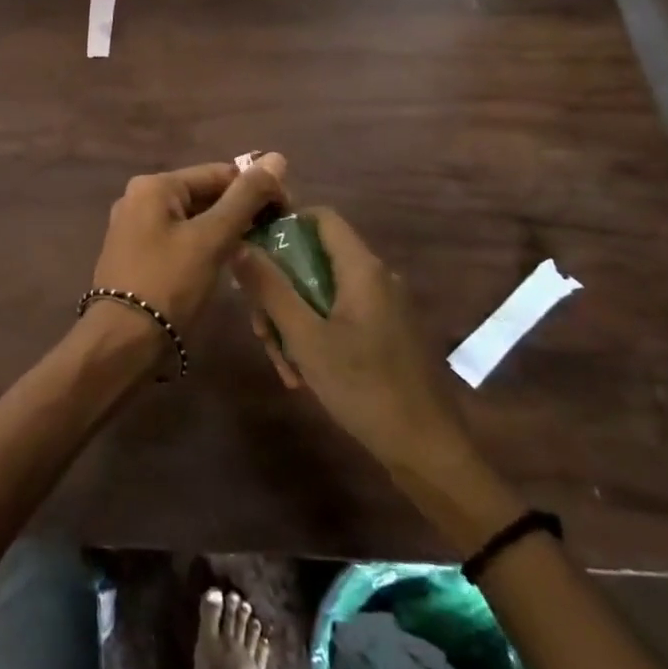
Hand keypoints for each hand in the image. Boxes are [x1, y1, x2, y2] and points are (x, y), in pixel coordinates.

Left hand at [90, 154, 288, 333]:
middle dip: (240, 210)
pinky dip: (203, 245)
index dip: (256, 188)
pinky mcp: (136, 254)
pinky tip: (225, 263)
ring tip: (255, 249)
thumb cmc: (169, 283)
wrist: (122, 342)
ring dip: (224, 230)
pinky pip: (179, 238)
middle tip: (274, 234)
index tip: (286, 213)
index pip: (219, 173)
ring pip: (192, 218)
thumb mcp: (212, 238)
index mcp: (154, 185)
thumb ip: (245, 198)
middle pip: (204, 194)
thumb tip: (277, 157)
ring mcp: (134, 227)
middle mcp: (139, 198)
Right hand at [234, 206, 479, 477]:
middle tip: (261, 331)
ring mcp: (384, 307)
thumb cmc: (363, 387)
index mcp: (362, 268)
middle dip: (280, 292)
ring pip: (323, 294)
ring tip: (283, 366)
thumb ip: (270, 288)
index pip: (321, 217)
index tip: (253, 253)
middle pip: (315, 261)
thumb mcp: (305, 338)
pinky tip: (304, 375)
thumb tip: (240, 244)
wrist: (427, 451)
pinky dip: (317, 336)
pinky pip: (341, 317)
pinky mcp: (387, 333)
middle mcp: (376, 277)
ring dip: (295, 322)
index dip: (284, 225)